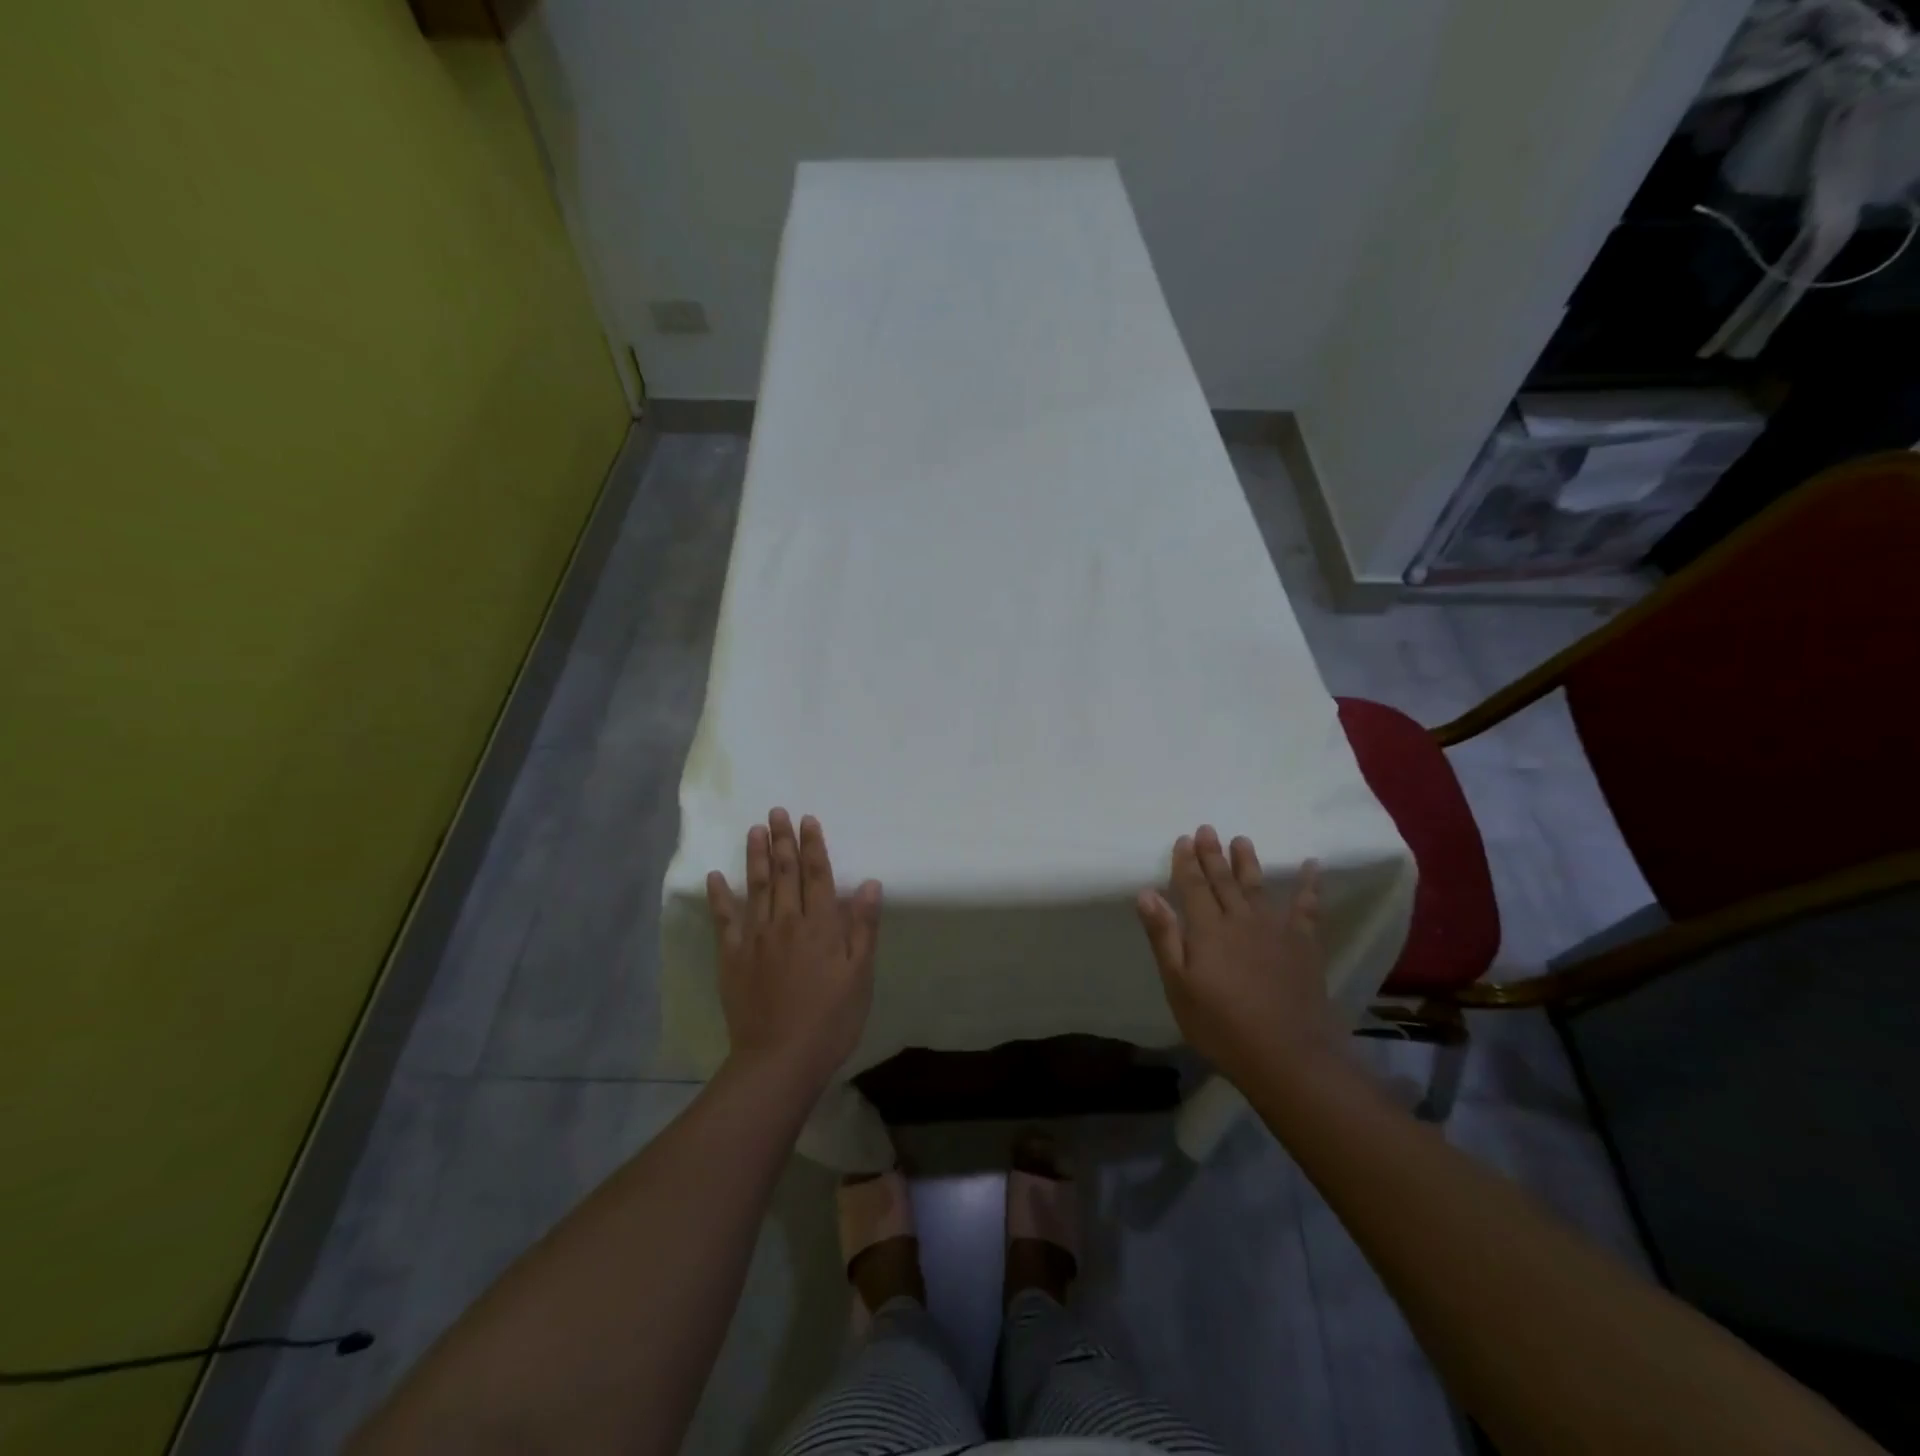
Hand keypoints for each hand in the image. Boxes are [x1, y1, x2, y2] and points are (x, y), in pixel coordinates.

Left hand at [706, 808, 881, 1088]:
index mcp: (821, 926)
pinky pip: (724, 920)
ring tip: (754, 829)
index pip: (817, 875)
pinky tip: (715, 876)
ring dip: (756, 856)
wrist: (780, 1059)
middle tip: (777, 812)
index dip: (813, 846)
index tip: (808, 820)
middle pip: (785, 873)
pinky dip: (719, 896)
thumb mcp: (860, 976)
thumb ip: (863, 928)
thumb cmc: (831, 1020)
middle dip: (783, 840)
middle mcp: (787, 922)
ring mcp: (755, 938)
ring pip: (756, 887)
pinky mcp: (732, 957)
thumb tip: (869, 884)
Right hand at [1136, 826, 1336, 1084]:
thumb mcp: (1179, 986)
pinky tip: (1312, 865)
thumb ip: (1164, 936)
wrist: (1288, 1055)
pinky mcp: (1303, 944)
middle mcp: (1240, 919)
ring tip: (1241, 840)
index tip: (1183, 839)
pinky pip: (1307, 907)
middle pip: (1223, 880)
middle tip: (1208, 829)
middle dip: (1212, 854)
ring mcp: (1275, 929)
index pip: (1193, 886)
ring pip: (1257, 886)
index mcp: (1207, 929)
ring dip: (1248, 862)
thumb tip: (1146, 892)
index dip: (1186, 862)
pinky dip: (1310, 885)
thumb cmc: (1221, 1025)